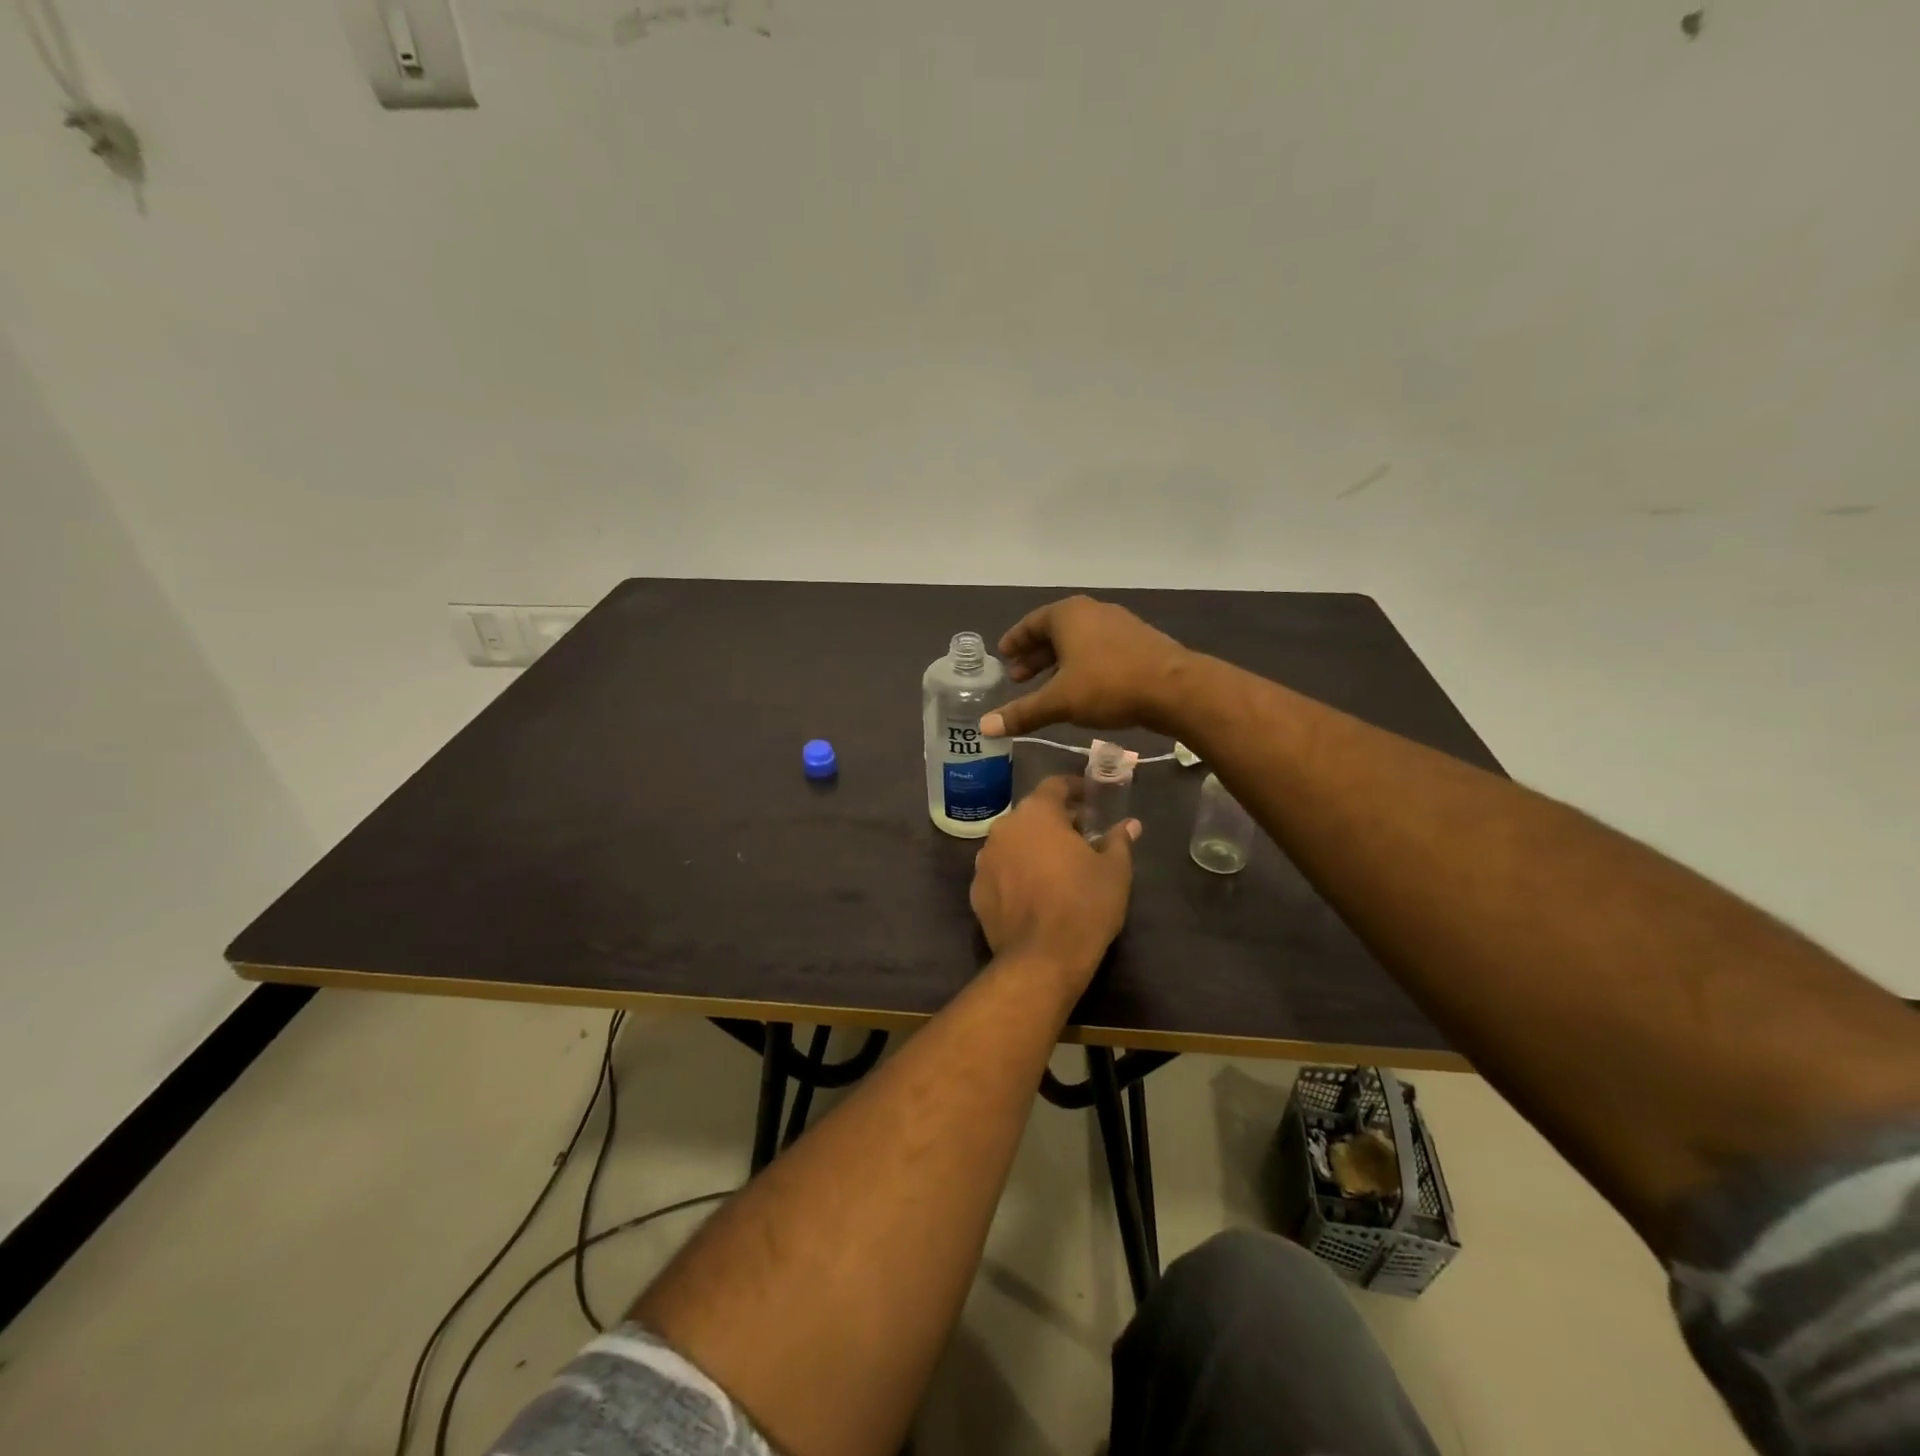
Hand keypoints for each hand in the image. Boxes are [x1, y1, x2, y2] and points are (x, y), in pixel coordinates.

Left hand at [969, 777, 1139, 986]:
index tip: (1091, 798)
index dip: (1075, 788)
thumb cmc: (1085, 904)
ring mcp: (985, 859)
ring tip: (1057, 865)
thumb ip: (1119, 840)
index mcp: (1036, 813)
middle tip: (1081, 836)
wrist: (1042, 959)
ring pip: (1013, 842)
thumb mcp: (1114, 870)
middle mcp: (1004, 828)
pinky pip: (1001, 870)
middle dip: (1055, 820)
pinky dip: (1016, 872)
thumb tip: (1130, 825)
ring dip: (1033, 846)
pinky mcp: (976, 890)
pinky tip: (1034, 891)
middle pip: (1032, 814)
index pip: (1055, 785)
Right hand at [979, 596, 1191, 739]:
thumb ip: (1022, 713)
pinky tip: (1083, 688)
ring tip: (1048, 686)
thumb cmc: (1108, 686)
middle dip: (1035, 655)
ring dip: (1059, 661)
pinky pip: (1099, 649)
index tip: (1003, 655)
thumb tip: (984, 727)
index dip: (1015, 641)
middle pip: (1055, 631)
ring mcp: (1119, 624)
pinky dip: (1083, 664)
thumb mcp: (1059, 702)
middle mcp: (1093, 611)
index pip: (1031, 623)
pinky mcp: (1139, 642)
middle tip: (1019, 678)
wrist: (1175, 688)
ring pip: (1079, 641)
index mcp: (1068, 615)